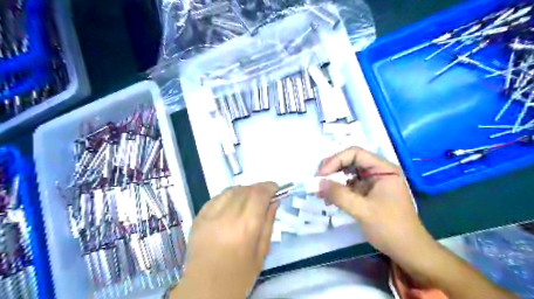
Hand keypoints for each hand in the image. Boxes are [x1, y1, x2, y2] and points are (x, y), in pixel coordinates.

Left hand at [175, 182, 279, 298]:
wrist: (204, 290)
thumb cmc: (239, 277)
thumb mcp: (261, 253)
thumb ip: (268, 223)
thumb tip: (274, 201)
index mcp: (245, 228)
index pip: (259, 194)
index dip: (270, 187)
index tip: (276, 189)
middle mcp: (227, 216)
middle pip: (246, 189)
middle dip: (259, 189)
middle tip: (265, 197)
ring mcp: (210, 215)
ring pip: (232, 190)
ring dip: (245, 191)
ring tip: (249, 200)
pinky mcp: (199, 217)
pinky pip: (218, 197)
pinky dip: (229, 196)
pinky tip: (233, 204)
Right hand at [317, 147, 432, 261]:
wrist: (408, 251)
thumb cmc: (390, 228)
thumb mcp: (363, 210)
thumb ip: (339, 195)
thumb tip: (317, 183)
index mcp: (383, 169)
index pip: (355, 153)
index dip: (335, 160)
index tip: (321, 175)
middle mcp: (377, 171)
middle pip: (349, 161)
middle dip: (331, 170)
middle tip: (317, 182)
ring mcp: (372, 182)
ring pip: (347, 173)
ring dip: (332, 180)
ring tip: (319, 192)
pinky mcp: (367, 192)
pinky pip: (348, 185)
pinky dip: (337, 190)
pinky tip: (328, 199)